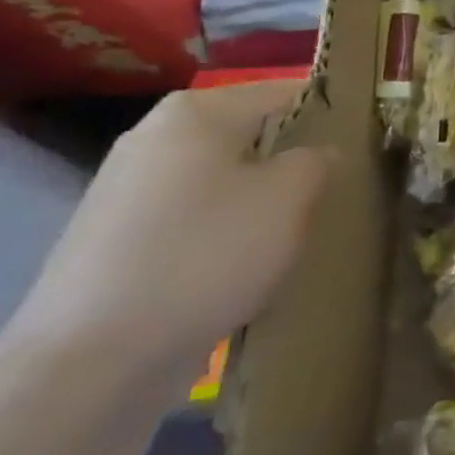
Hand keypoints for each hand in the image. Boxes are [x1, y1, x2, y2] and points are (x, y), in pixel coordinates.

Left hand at [9, 82, 330, 393]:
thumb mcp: (290, 197)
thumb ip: (317, 160)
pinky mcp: (112, 243)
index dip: (327, 113)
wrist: (91, 362)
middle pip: (247, 136)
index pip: (284, 93)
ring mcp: (125, 192)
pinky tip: (243, 266)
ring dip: (257, 200)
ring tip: (294, 232)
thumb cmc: (206, 254)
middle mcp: (153, 138)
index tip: (363, 141)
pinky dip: (221, 233)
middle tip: (333, 189)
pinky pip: (190, 220)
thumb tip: (318, 153)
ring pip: (219, 181)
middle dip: (289, 160)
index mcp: (195, 112)